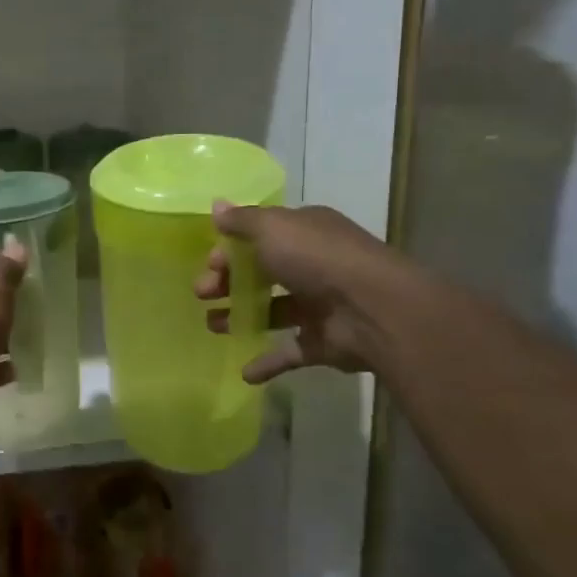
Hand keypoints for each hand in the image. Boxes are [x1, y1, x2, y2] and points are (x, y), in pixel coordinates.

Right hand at [196, 202, 403, 382]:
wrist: (375, 310)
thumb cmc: (317, 259)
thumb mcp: (272, 228)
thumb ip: (241, 221)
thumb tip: (216, 205)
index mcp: (305, 233)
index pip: (260, 237)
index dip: (231, 249)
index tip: (209, 265)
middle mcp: (313, 265)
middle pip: (262, 272)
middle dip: (228, 282)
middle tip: (201, 293)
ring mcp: (321, 305)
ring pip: (273, 310)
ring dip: (240, 317)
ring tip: (212, 326)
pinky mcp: (325, 341)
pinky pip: (290, 351)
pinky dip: (268, 362)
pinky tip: (243, 371)